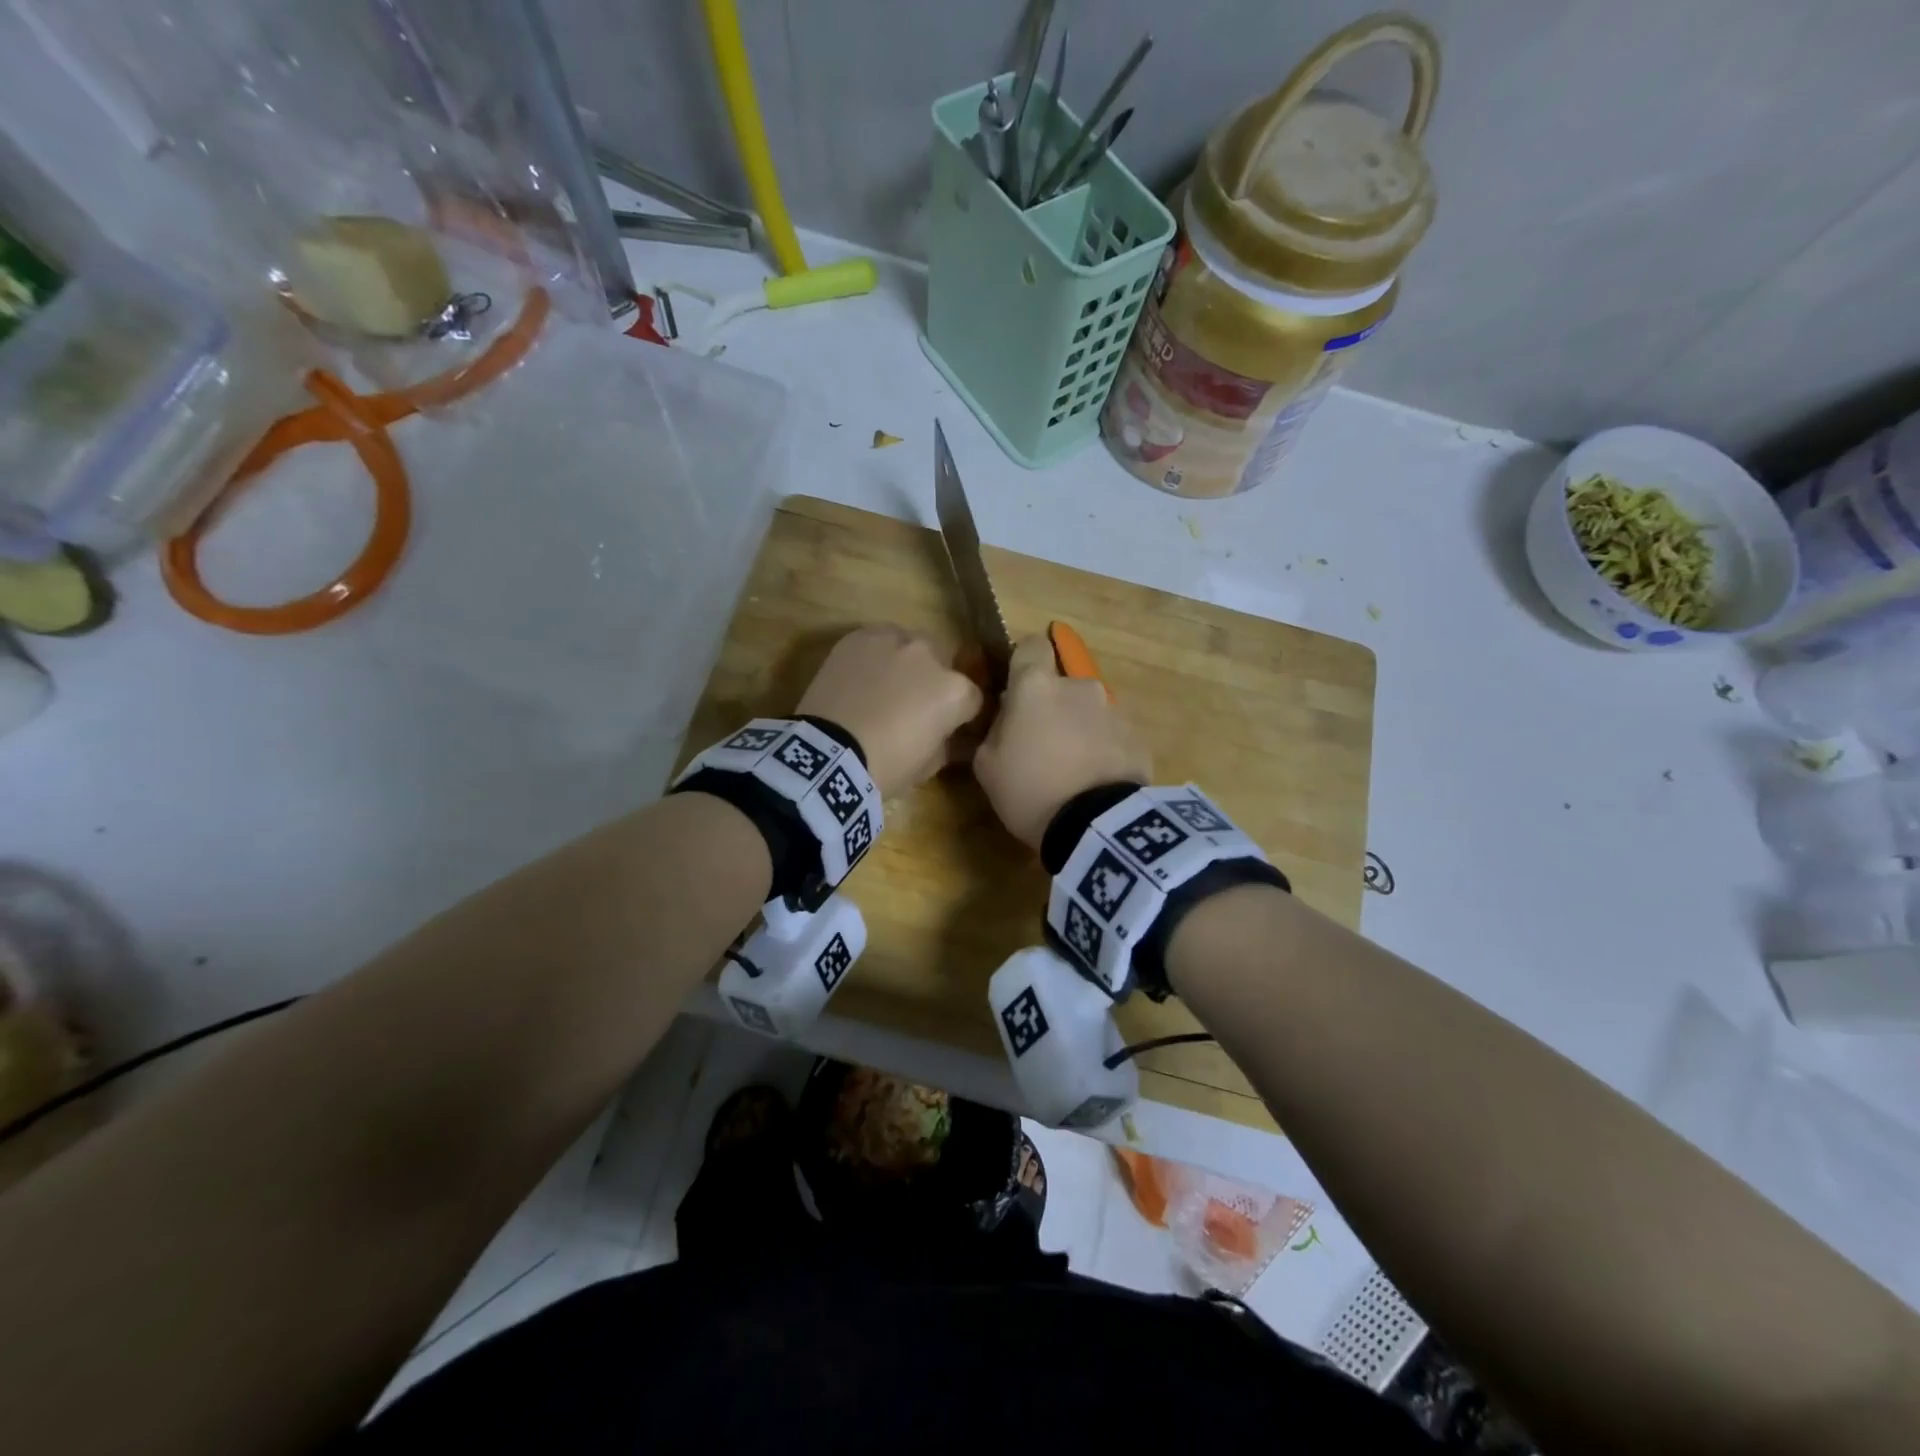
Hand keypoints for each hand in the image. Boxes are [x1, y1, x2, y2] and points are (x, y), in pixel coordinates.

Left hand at [797, 625, 982, 798]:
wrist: (828, 755)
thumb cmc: (886, 766)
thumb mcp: (929, 764)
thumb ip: (947, 741)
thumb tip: (948, 734)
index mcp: (955, 691)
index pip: (972, 698)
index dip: (962, 715)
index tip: (948, 727)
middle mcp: (930, 655)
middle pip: (943, 663)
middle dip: (934, 681)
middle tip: (913, 706)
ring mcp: (894, 640)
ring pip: (910, 645)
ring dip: (906, 663)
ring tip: (885, 687)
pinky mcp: (859, 637)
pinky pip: (878, 640)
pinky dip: (876, 655)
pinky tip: (862, 677)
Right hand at [974, 635, 1151, 849]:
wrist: (1097, 825)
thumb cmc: (1029, 789)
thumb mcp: (987, 765)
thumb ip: (993, 730)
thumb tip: (1005, 719)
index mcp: (1036, 686)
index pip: (1030, 645)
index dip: (1022, 662)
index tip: (1014, 687)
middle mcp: (1079, 686)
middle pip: (1061, 684)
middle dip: (1051, 705)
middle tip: (1040, 743)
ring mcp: (1113, 710)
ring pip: (1087, 710)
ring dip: (1078, 727)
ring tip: (1071, 770)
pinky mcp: (1138, 737)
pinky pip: (1110, 735)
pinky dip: (1101, 749)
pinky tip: (1094, 782)